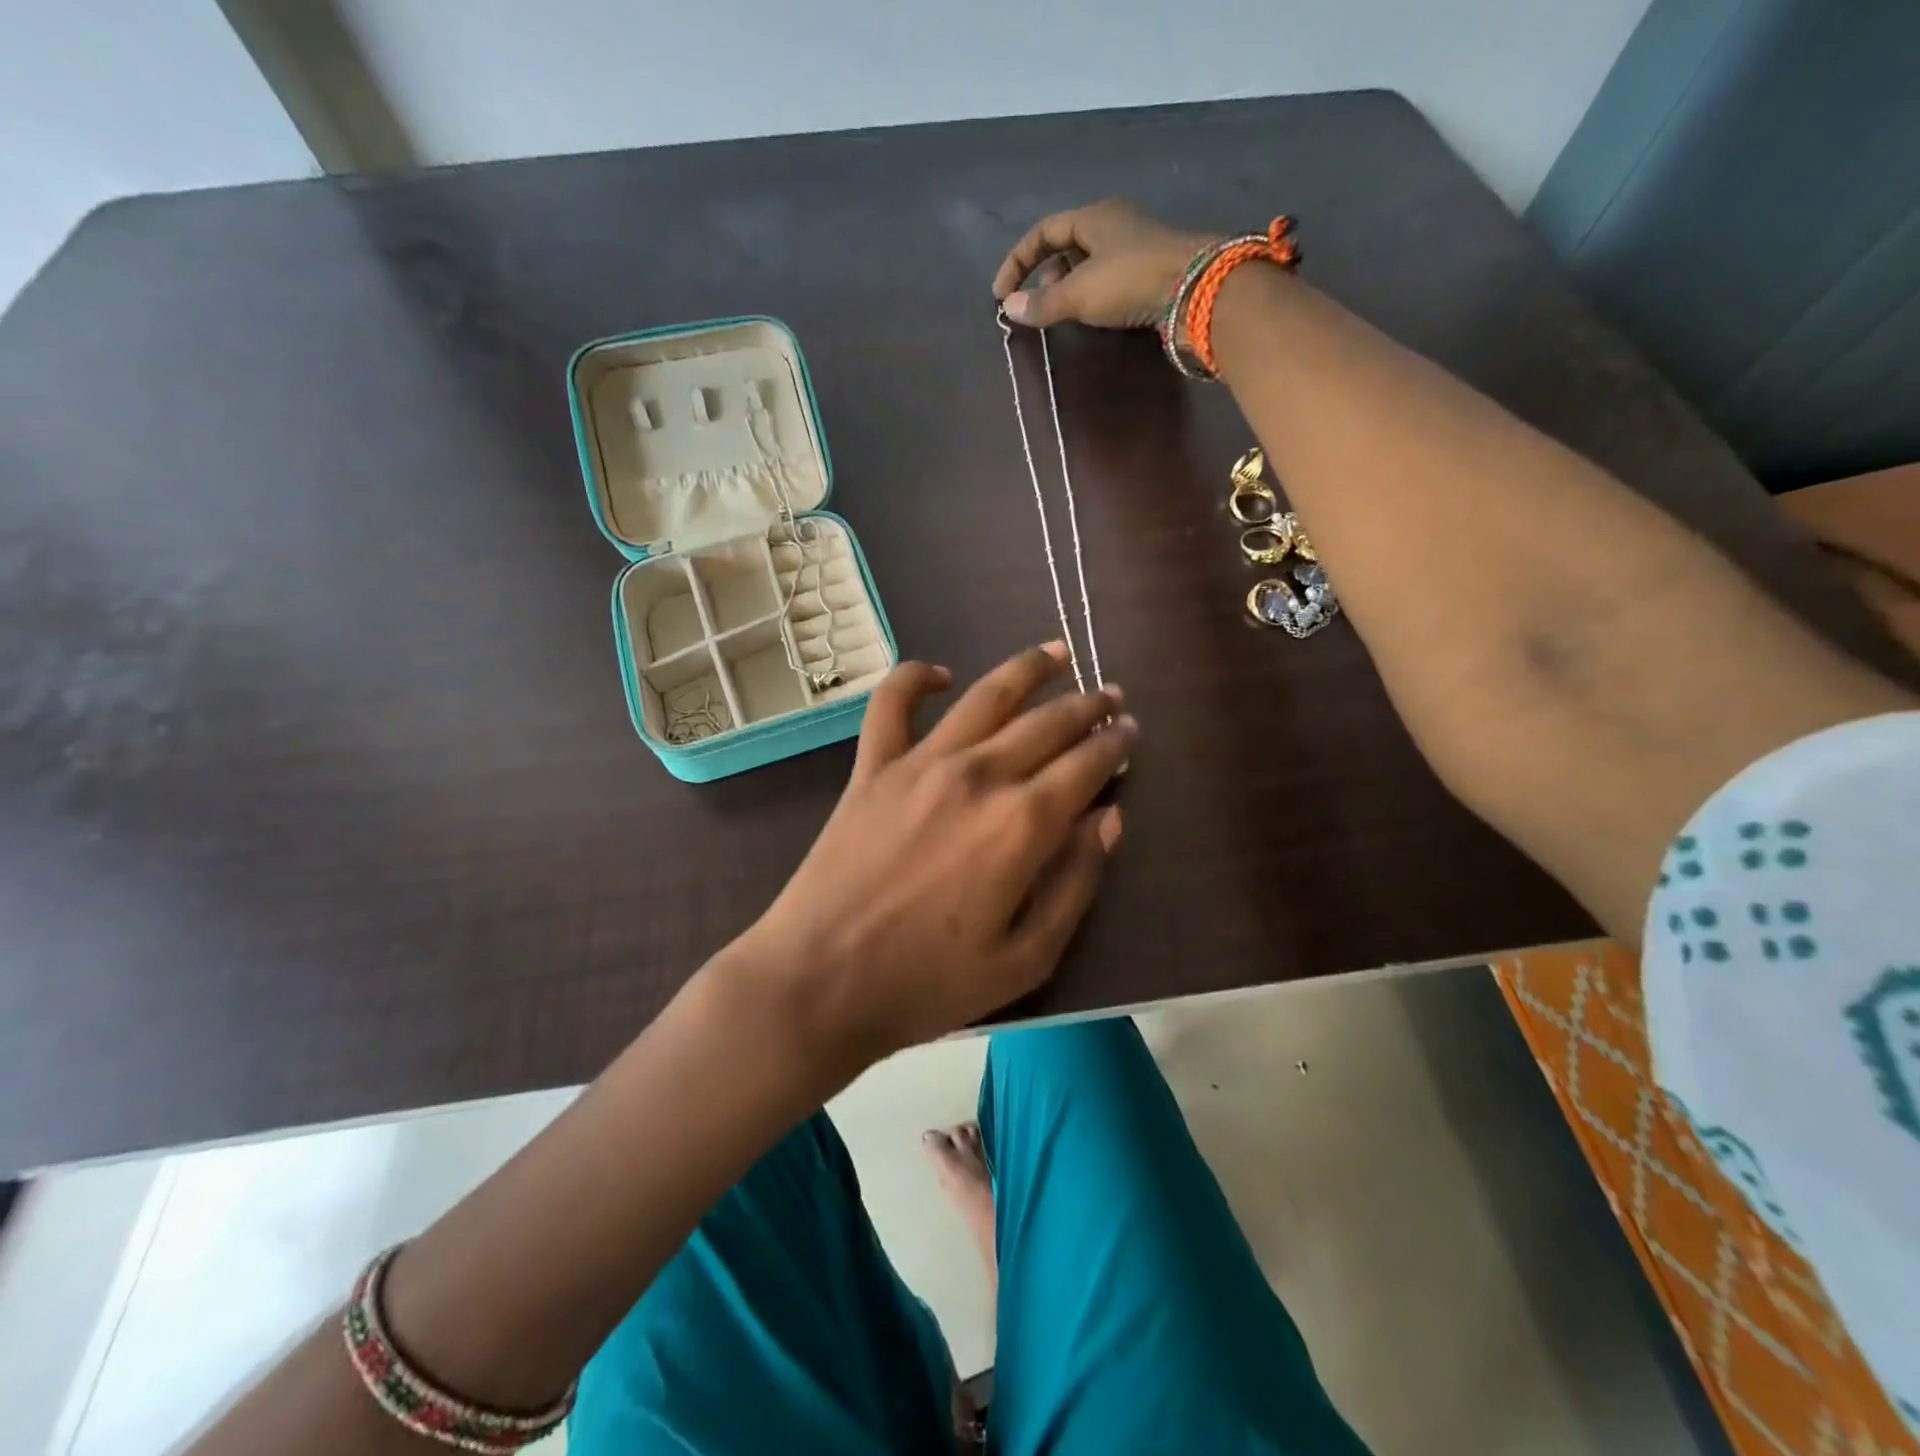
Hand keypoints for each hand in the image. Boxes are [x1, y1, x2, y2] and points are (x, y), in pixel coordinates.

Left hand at [738, 644, 1133, 1067]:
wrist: (818, 982)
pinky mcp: (871, 768)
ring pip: (985, 697)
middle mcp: (978, 776)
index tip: (1131, 732)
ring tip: (1056, 652)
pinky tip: (940, 672)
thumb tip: (1108, 819)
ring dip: (1027, 670)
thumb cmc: (927, 984)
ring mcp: (920, 764)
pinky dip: (915, 677)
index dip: (1115, 745)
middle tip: (1110, 695)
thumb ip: (1075, 884)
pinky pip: (892, 704)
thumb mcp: (1026, 958)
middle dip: (1087, 706)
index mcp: (1022, 824)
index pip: (1086, 765)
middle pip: (1047, 723)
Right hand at [993, 199, 1219, 330]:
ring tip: (1059, 314)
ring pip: (1089, 265)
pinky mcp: (1151, 274)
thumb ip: (1043, 303)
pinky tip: (1091, 316)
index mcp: (1094, 217)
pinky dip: (1091, 297)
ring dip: (1068, 288)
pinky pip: (1109, 281)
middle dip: (1044, 275)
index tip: (1002, 294)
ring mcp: (1135, 249)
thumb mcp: (1079, 293)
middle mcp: (1115, 226)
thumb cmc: (1131, 280)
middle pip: (1068, 246)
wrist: (1195, 289)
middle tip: (1035, 305)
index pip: (1044, 231)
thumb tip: (1010, 308)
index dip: (1018, 261)